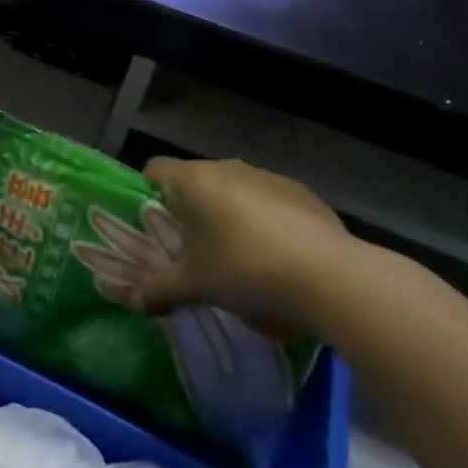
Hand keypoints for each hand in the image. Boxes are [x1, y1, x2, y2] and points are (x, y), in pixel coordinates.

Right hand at [133, 158, 356, 331]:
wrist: (332, 278)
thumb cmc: (245, 270)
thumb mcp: (194, 286)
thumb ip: (159, 289)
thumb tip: (135, 300)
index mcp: (192, 180)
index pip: (154, 171)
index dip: (148, 195)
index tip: (154, 227)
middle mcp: (226, 167)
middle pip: (195, 181)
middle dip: (191, 210)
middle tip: (192, 249)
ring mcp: (268, 177)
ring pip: (234, 190)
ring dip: (229, 215)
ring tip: (238, 256)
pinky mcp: (303, 193)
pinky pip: (269, 202)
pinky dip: (265, 221)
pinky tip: (277, 257)